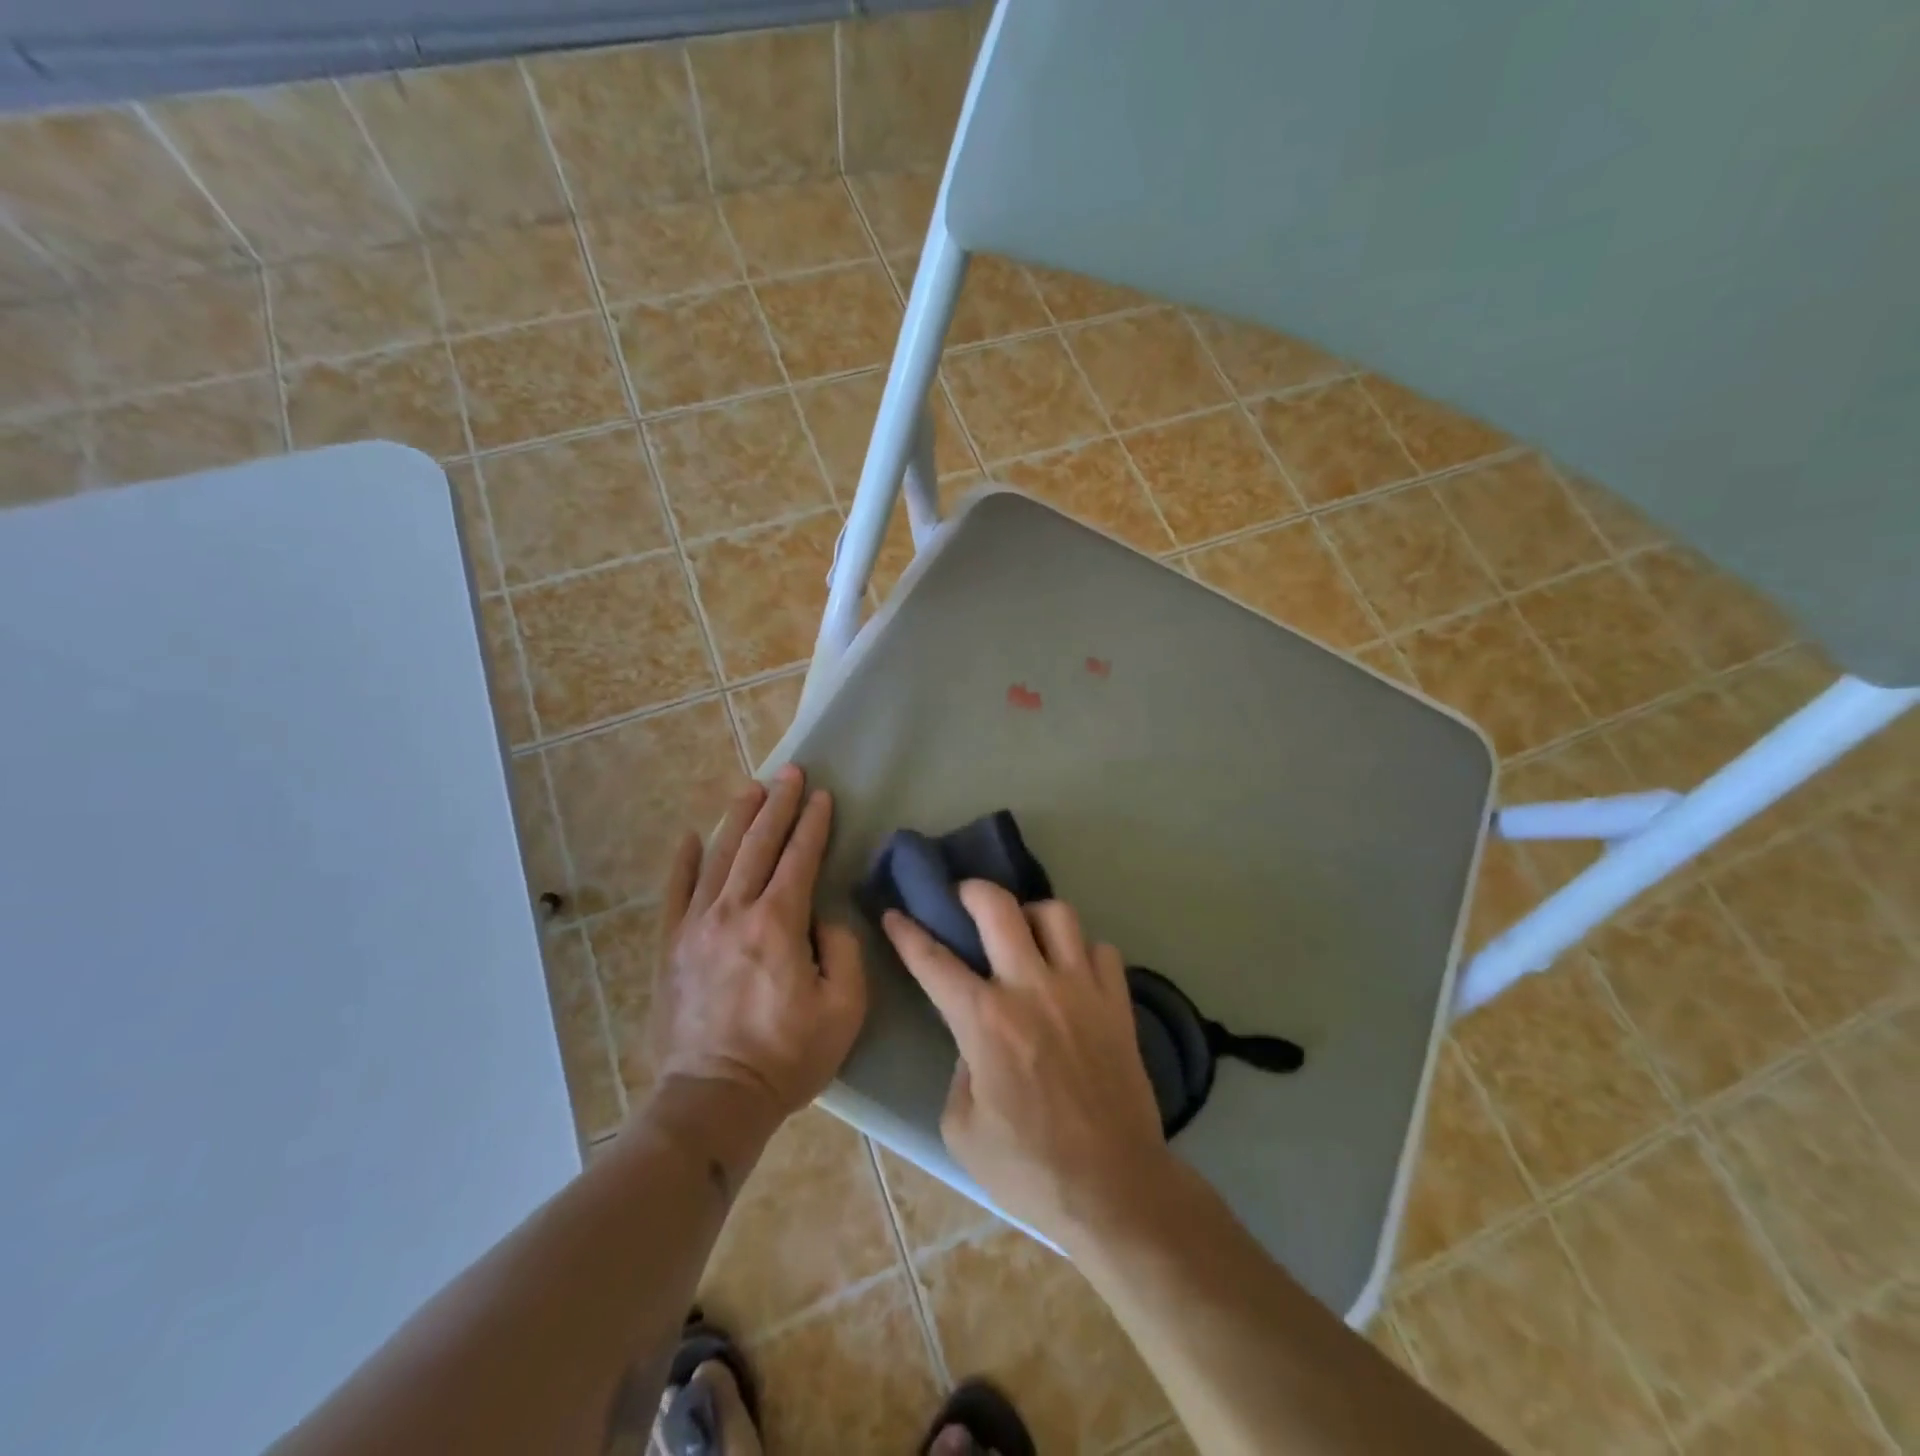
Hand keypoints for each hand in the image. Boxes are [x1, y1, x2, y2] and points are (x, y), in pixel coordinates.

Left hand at [649, 767, 866, 1131]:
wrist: (713, 1100)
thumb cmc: (787, 1056)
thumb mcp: (844, 1008)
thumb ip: (844, 950)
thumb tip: (824, 918)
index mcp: (778, 923)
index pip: (799, 858)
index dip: (813, 824)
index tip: (823, 796)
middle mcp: (733, 911)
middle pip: (758, 845)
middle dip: (778, 805)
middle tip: (791, 773)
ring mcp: (695, 927)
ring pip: (718, 858)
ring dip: (737, 819)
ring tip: (752, 788)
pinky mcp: (671, 947)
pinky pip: (676, 893)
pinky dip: (683, 861)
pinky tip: (690, 836)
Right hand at [882, 884, 1170, 1248]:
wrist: (1115, 1190)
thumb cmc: (1029, 1170)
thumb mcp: (962, 1131)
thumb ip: (960, 1071)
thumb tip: (975, 1043)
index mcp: (986, 1021)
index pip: (935, 961)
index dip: (908, 932)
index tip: (894, 912)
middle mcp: (1033, 989)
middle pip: (999, 907)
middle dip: (972, 890)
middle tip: (963, 897)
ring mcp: (1082, 990)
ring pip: (1057, 914)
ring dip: (1032, 915)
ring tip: (1024, 933)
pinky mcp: (1118, 1003)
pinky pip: (1101, 950)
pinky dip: (1082, 952)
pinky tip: (1072, 972)